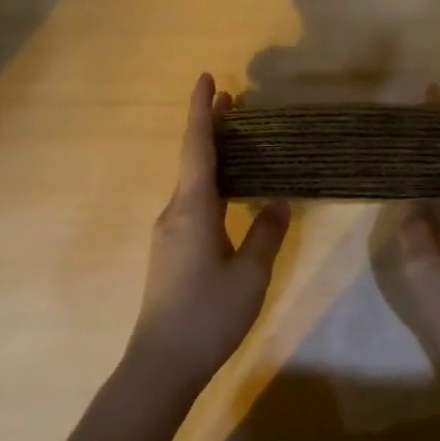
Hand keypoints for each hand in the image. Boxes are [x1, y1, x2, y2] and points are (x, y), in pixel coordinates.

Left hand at [130, 73, 290, 391]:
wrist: (161, 363)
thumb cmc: (208, 314)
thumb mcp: (251, 274)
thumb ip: (266, 234)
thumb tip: (278, 203)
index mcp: (194, 208)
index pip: (198, 146)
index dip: (202, 110)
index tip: (207, 78)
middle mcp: (175, 211)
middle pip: (193, 159)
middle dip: (211, 128)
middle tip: (235, 102)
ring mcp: (169, 232)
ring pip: (193, 182)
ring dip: (213, 157)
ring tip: (240, 142)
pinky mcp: (171, 250)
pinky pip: (193, 203)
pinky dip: (212, 184)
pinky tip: (232, 195)